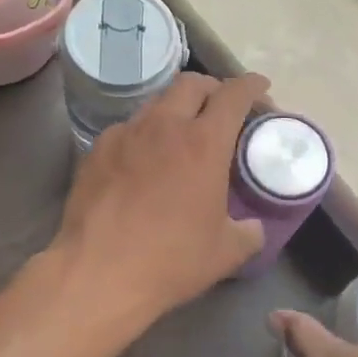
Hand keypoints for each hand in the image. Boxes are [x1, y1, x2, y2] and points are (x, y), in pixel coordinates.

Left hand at [50, 71, 268, 332]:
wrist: (97, 273)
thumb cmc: (170, 260)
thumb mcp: (226, 252)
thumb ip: (248, 231)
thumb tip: (253, 226)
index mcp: (203, 142)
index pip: (234, 94)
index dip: (252, 85)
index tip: (261, 88)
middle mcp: (164, 126)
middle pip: (192, 83)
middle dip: (213, 88)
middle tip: (221, 110)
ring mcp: (125, 134)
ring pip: (157, 103)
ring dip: (177, 110)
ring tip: (182, 135)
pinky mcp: (96, 150)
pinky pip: (127, 129)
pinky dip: (144, 135)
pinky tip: (144, 161)